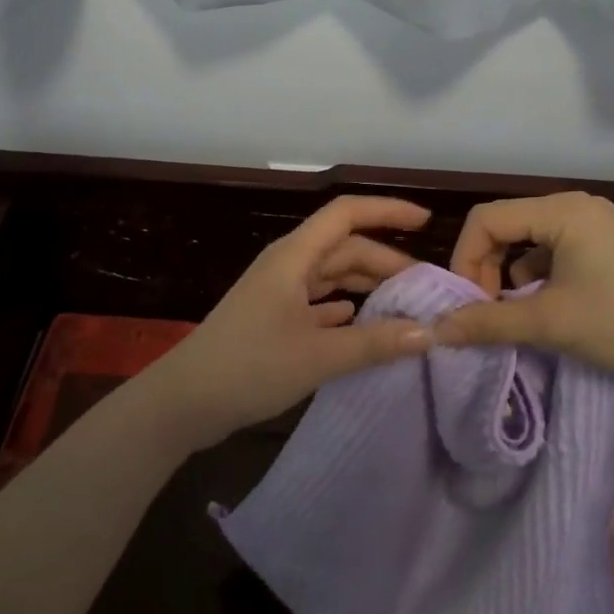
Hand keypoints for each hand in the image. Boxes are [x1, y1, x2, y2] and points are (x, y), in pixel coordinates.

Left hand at [148, 195, 436, 448]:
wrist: (184, 402)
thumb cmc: (250, 366)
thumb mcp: (319, 356)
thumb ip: (375, 342)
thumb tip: (429, 333)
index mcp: (295, 256)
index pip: (347, 213)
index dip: (387, 211)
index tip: (426, 222)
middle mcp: (287, 265)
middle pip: (344, 247)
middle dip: (385, 261)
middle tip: (425, 288)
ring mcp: (277, 291)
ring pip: (331, 274)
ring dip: (365, 284)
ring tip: (403, 304)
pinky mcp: (272, 317)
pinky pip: (317, 300)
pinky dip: (342, 306)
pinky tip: (360, 321)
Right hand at [434, 193, 613, 380]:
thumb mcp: (549, 323)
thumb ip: (487, 322)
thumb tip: (434, 330)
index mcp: (562, 211)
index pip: (487, 219)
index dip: (465, 259)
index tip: (467, 303)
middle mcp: (576, 206)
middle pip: (506, 226)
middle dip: (486, 267)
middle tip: (486, 310)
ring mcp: (594, 224)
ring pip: (529, 240)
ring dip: (510, 274)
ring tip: (514, 314)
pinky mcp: (605, 245)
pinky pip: (554, 251)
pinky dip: (537, 277)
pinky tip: (544, 308)